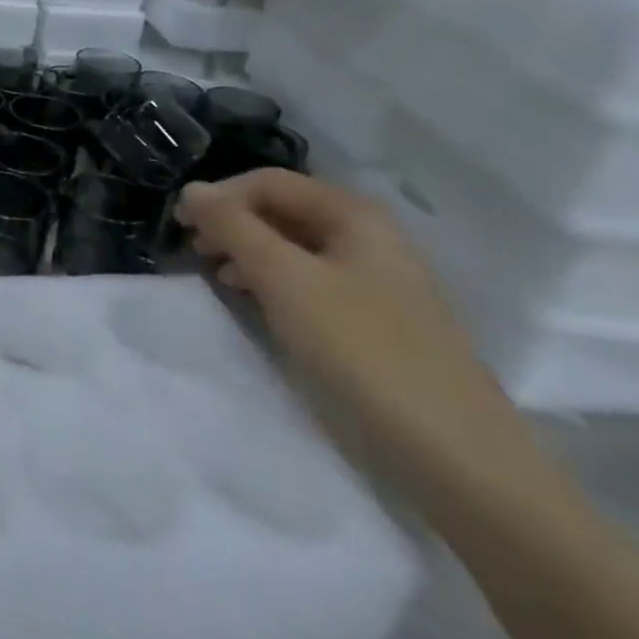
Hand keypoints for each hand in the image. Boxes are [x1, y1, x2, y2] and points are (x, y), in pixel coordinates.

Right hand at [177, 170, 539, 505]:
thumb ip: (233, 227)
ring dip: (248, 251)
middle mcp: (369, 236)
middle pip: (283, 209)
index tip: (180, 226)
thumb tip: (192, 189)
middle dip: (232, 223)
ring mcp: (375, 279)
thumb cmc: (363, 352)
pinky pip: (310, 279)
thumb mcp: (285, 280)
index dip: (219, 196)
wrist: (457, 457)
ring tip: (218, 276)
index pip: (269, 181)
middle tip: (194, 251)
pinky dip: (273, 280)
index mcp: (355, 215)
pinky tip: (255, 302)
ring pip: (293, 245)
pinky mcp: (374, 319)